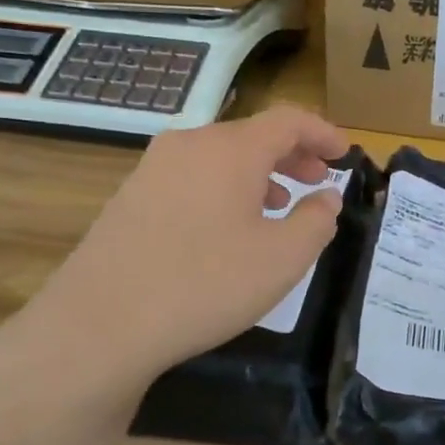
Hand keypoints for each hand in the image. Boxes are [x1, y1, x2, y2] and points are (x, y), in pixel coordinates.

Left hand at [0, 106, 350, 402]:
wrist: (100, 323)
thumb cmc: (205, 284)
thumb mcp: (282, 258)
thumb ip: (316, 221)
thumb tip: (326, 197)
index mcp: (231, 149)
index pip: (288, 120)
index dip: (322, 132)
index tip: (345, 153)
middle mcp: (190, 145)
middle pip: (252, 135)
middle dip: (292, 153)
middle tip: (319, 178)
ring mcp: (153, 169)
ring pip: (220, 157)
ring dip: (259, 173)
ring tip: (280, 204)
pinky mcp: (131, 197)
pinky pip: (193, 177)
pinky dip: (225, 189)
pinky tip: (229, 227)